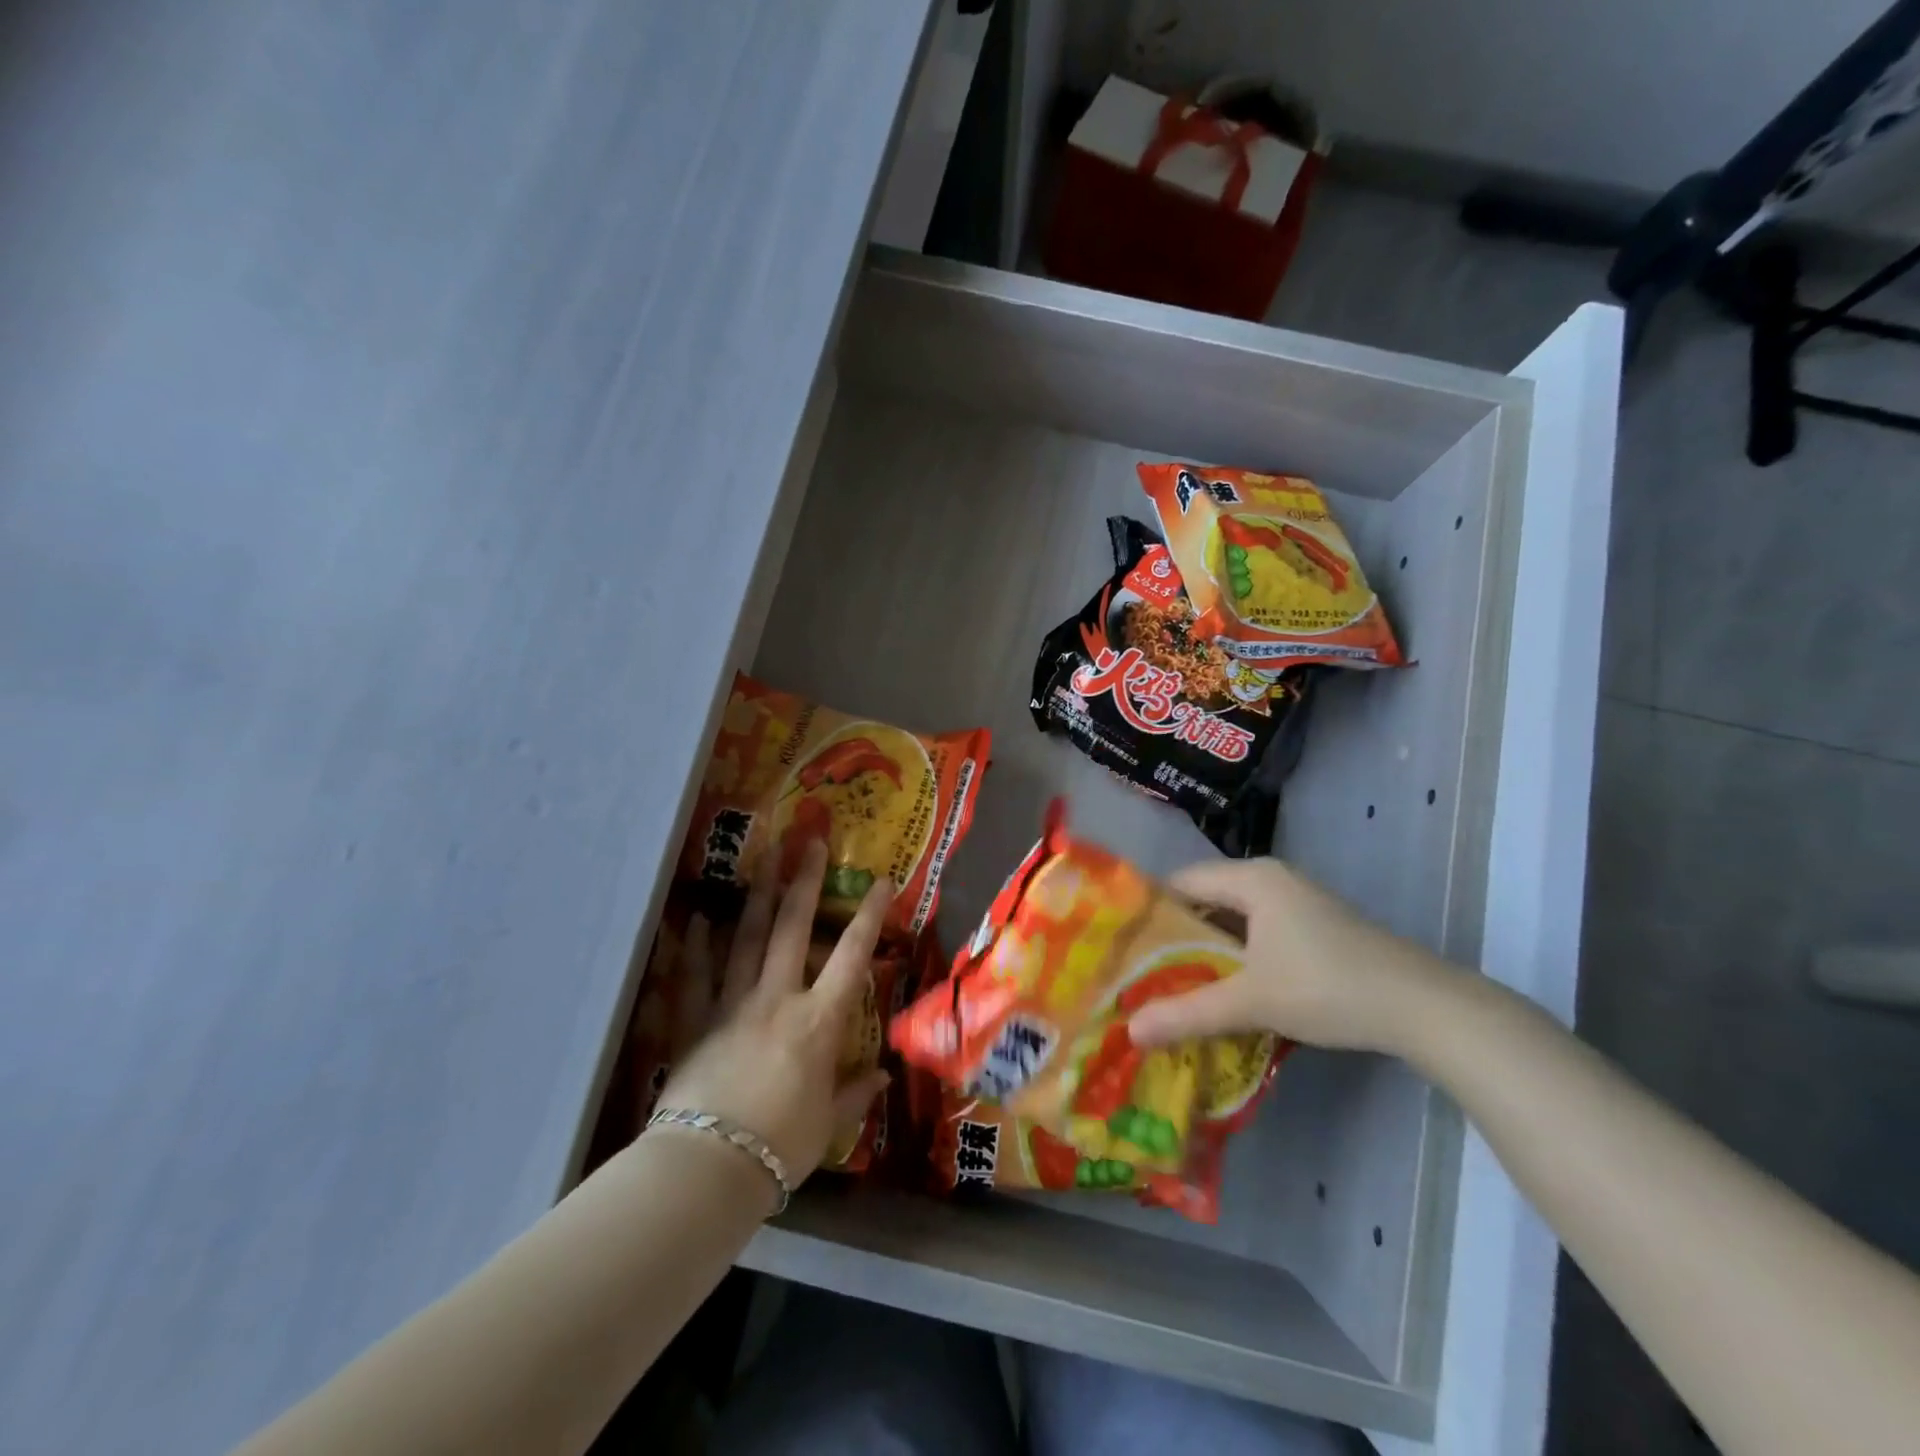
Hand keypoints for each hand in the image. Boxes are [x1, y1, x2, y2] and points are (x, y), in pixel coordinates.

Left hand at [654, 840, 891, 1182]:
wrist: (710, 1167)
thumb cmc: (781, 1145)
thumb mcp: (828, 1122)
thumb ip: (855, 1092)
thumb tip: (883, 1075)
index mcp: (818, 1019)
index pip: (852, 956)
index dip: (869, 915)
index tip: (881, 881)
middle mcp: (777, 998)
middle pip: (792, 928)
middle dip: (804, 881)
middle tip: (809, 841)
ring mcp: (732, 1004)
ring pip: (745, 939)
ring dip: (756, 896)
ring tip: (763, 860)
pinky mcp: (695, 1022)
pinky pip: (695, 976)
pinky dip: (696, 946)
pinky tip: (697, 919)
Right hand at [1127, 857, 1458, 1056]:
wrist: (1423, 1006)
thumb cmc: (1327, 987)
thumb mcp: (1251, 1001)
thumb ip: (1188, 1013)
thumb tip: (1129, 1031)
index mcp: (1252, 879)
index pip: (1181, 882)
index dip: (1151, 911)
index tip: (1125, 946)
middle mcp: (1271, 879)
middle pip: (1207, 899)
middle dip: (1177, 936)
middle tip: (1144, 971)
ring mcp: (1298, 902)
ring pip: (1235, 919)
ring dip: (1209, 950)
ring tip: (1177, 984)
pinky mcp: (1316, 927)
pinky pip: (1259, 932)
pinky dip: (1239, 956)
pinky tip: (1229, 989)